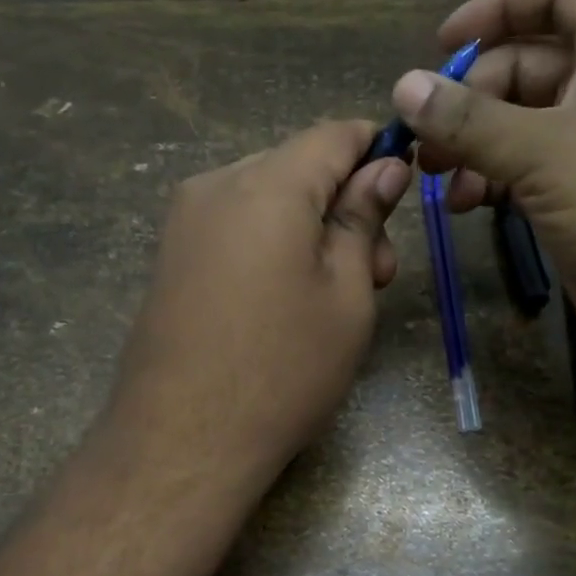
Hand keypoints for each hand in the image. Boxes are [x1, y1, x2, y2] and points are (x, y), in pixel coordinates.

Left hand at [107, 119, 410, 485]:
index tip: (405, 189)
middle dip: (344, 204)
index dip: (377, 151)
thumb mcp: (346, 295)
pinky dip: (271, 246)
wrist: (182, 440)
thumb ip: (362, 220)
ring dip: (309, 229)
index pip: (334, 135)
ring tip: (333, 295)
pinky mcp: (170, 258)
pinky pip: (234, 228)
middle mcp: (215, 186)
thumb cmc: (283, 369)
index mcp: (267, 184)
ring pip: (265, 199)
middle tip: (377, 272)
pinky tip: (285, 300)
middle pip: (296, 167)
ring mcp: (183, 222)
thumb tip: (383, 168)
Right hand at [392, 0, 575, 375]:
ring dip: (475, 145)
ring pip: (523, 126)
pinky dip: (495, 181)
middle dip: (471, 96)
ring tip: (438, 179)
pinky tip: (467, 206)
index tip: (443, 45)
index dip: (500, 6)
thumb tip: (403, 87)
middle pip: (528, 66)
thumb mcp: (546, 153)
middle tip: (427, 139)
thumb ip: (470, 119)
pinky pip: (530, 173)